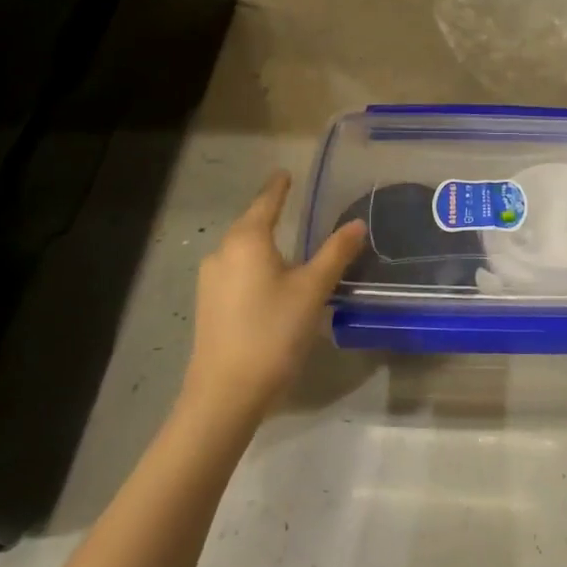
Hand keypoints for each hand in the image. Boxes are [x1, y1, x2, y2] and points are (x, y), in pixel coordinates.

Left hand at [182, 171, 365, 418]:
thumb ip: (335, 254)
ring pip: (242, 251)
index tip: (285, 172)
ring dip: (263, 243)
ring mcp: (211, 281)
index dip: (278, 188)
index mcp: (247, 240)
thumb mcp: (313, 290)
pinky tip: (271, 280)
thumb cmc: (272, 331)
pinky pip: (236, 272)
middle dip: (270, 213)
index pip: (266, 202)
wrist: (225, 393)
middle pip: (250, 224)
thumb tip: (357, 224)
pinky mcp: (209, 306)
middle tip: (292, 203)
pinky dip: (256, 266)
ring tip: (288, 242)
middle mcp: (223, 253)